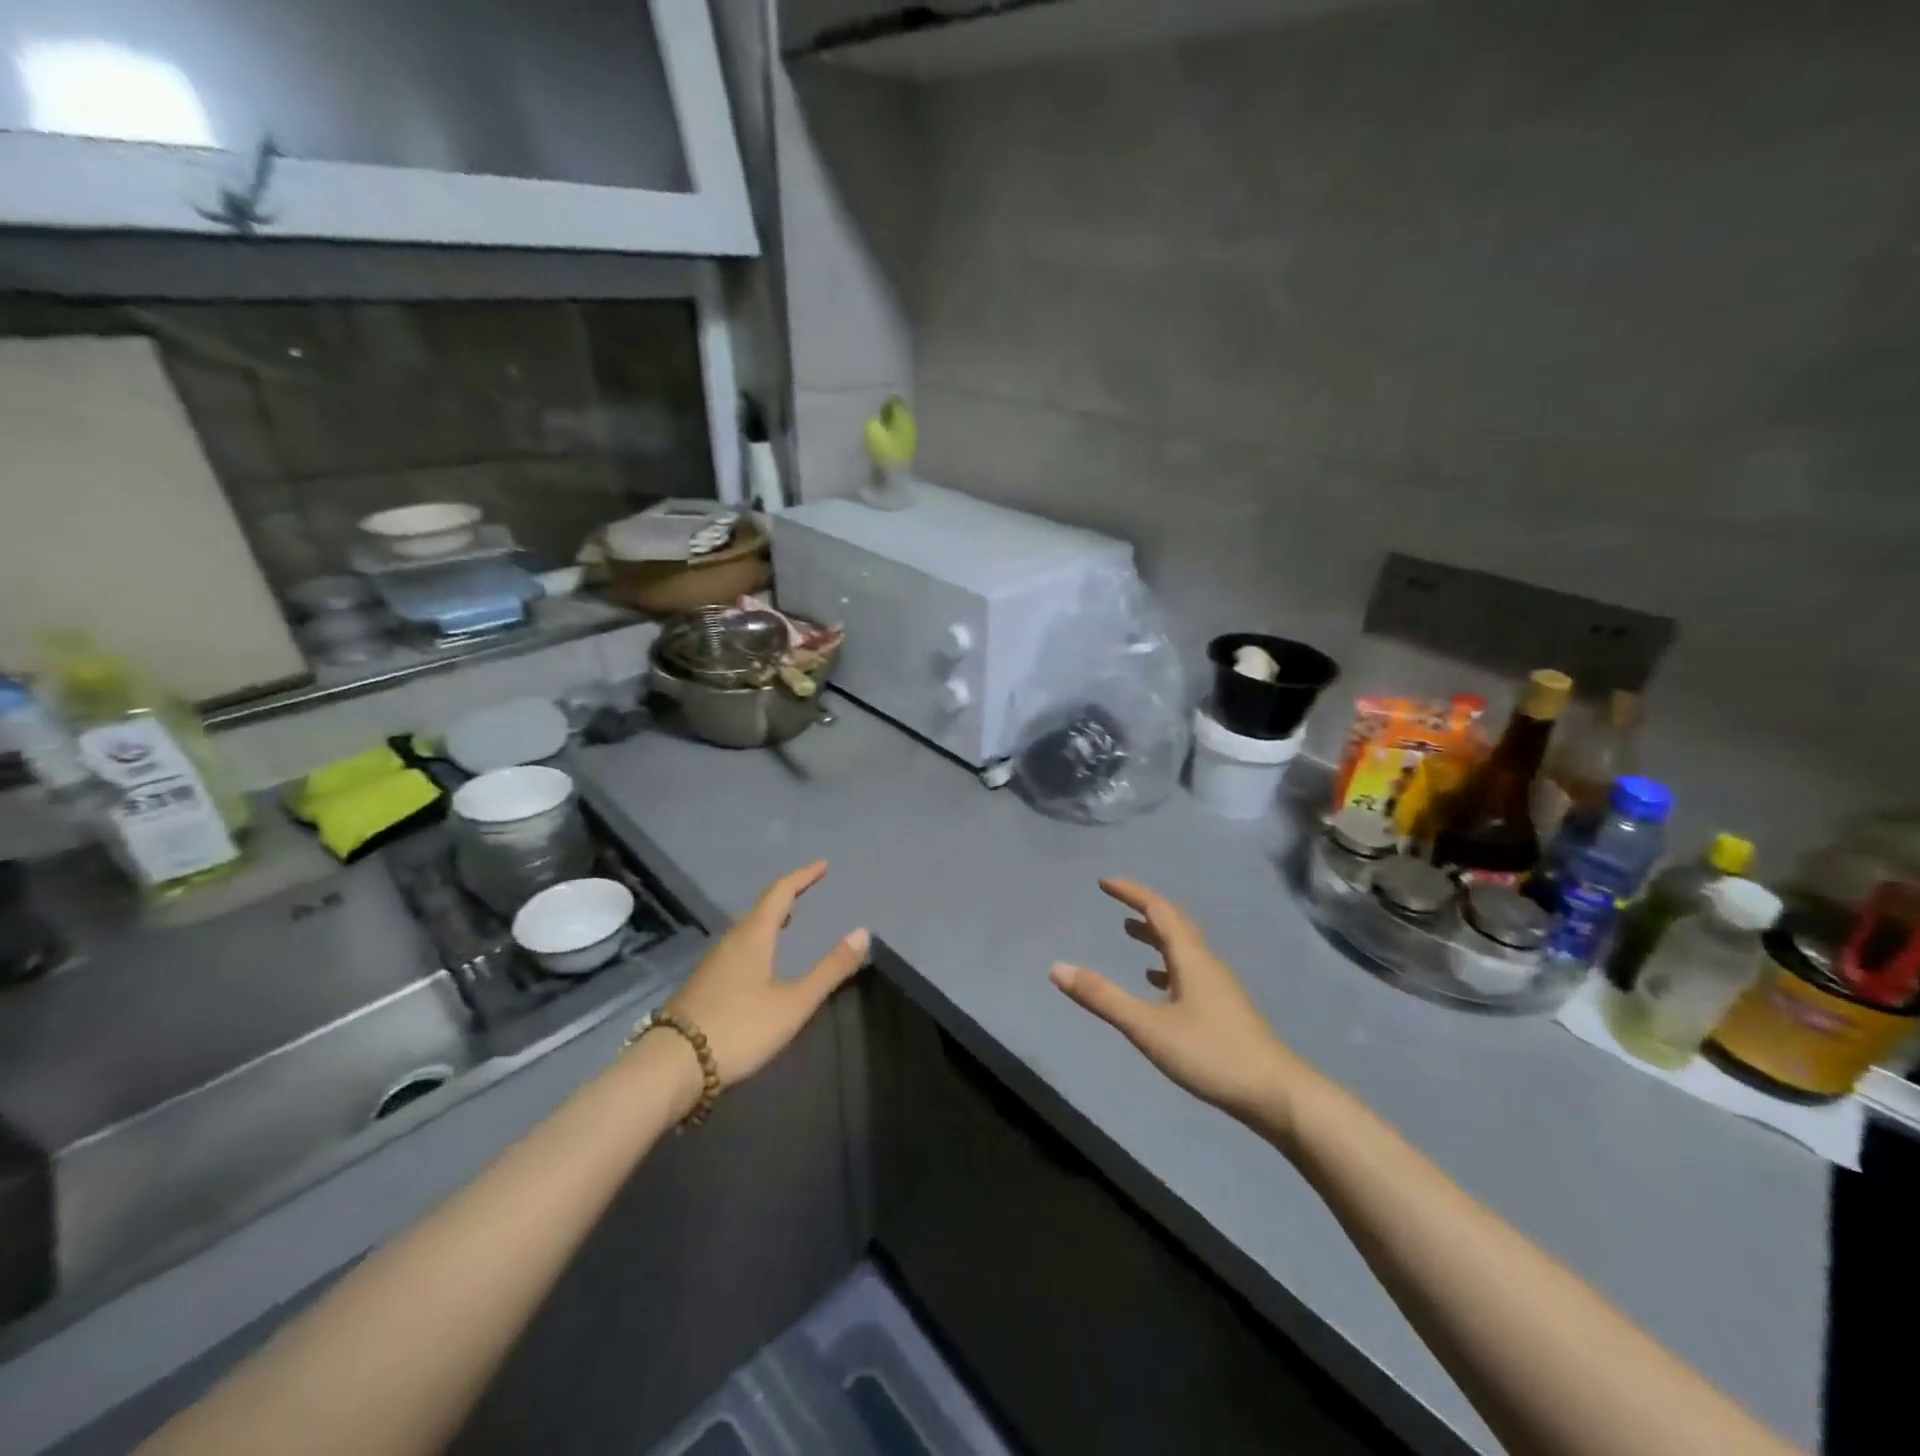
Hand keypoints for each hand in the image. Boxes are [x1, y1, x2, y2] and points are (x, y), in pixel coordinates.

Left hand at [667, 861, 868, 1089]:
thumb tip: (863, 932)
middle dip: (787, 896)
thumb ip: (830, 969)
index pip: (781, 892)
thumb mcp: (794, 1003)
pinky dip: (758, 940)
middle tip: (808, 890)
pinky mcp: (703, 984)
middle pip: (761, 908)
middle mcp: (731, 941)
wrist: (672, 1065)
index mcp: (754, 936)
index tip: (823, 865)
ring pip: (747, 929)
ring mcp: (713, 963)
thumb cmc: (740, 1028)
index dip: (803, 876)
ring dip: (770, 919)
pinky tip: (761, 962)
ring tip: (789, 922)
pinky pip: (737, 948)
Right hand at [1050, 879, 1300, 1124]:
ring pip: (1183, 948)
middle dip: (1143, 908)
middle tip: (1115, 902)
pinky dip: (1166, 965)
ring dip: (1155, 936)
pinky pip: (1189, 971)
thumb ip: (1103, 998)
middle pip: (1174, 923)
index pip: (1158, 910)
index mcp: (1190, 957)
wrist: (1276, 1094)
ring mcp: (1218, 986)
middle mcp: (1206, 963)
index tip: (1104, 883)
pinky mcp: (1223, 1009)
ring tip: (1129, 934)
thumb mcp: (1148, 1027)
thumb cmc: (1211, 1054)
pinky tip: (1156, 983)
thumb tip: (1057, 968)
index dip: (1131, 893)